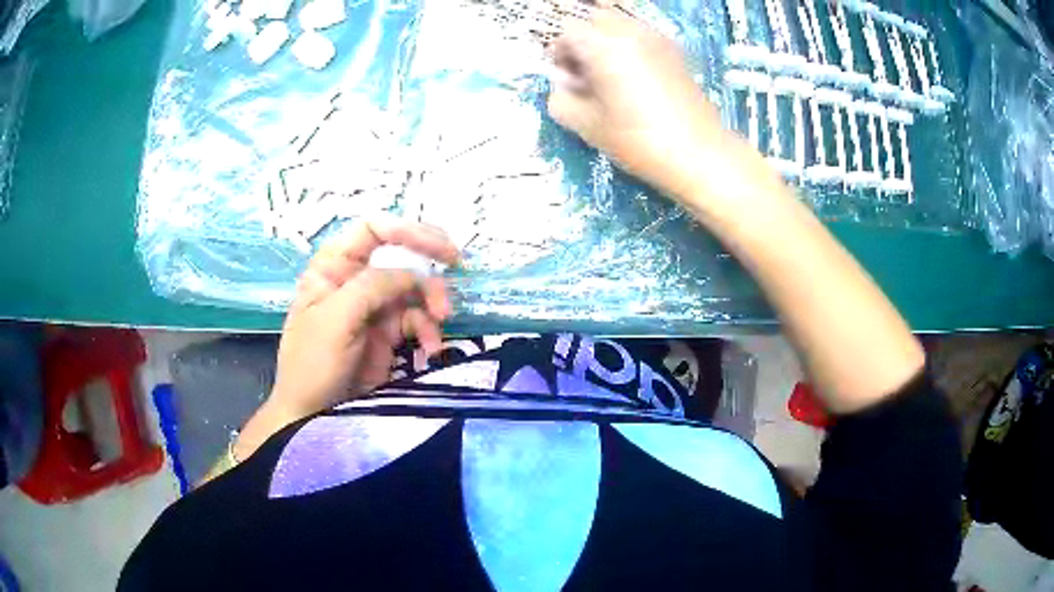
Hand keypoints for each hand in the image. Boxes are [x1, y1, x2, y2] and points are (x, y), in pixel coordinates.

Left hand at [234, 218, 458, 460]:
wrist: (313, 415)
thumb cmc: (312, 364)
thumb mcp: (335, 319)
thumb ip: (371, 287)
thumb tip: (413, 273)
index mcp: (333, 267)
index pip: (373, 230)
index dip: (407, 230)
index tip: (438, 247)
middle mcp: (355, 279)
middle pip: (400, 254)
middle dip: (428, 263)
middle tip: (457, 265)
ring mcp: (373, 307)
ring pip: (414, 288)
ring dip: (433, 301)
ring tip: (442, 322)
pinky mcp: (387, 333)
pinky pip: (417, 320)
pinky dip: (429, 331)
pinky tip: (432, 349)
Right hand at [547, 7, 724, 198]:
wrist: (698, 154)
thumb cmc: (638, 140)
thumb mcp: (587, 126)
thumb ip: (560, 100)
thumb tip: (562, 88)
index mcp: (604, 45)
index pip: (568, 31)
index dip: (560, 54)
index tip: (567, 79)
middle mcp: (631, 32)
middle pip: (595, 21)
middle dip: (584, 43)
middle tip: (588, 76)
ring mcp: (657, 39)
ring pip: (620, 26)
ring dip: (607, 44)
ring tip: (613, 78)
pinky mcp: (675, 51)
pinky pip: (642, 38)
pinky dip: (630, 49)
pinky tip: (637, 81)